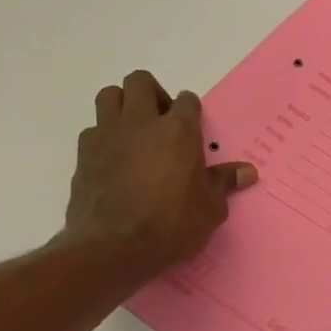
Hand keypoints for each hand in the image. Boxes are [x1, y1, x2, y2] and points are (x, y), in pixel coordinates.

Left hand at [61, 71, 255, 282]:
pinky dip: (104, 137)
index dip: (191, 111)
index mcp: (178, 131)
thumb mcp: (210, 209)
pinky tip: (114, 160)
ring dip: (123, 105)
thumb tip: (247, 172)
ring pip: (110, 95)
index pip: (187, 100)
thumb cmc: (171, 225)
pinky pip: (93, 130)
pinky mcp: (83, 154)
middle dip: (153, 94)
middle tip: (161, 121)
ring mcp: (107, 135)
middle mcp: (141, 123)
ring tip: (134, 132)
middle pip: (140, 82)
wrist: (112, 248)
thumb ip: (224, 183)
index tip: (194, 129)